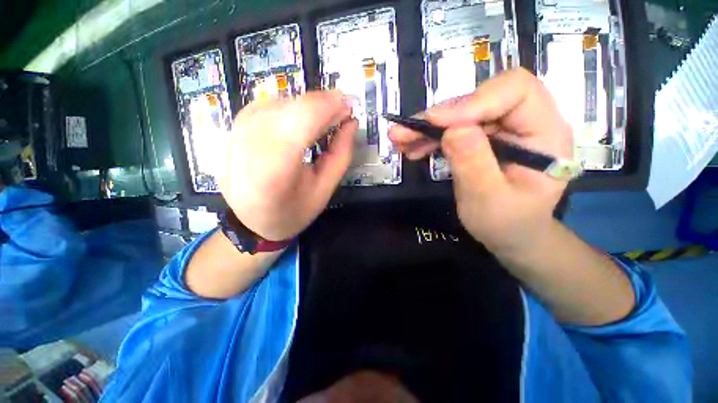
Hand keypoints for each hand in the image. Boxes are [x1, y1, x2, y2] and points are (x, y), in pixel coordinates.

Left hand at [216, 91, 357, 240]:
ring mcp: (239, 129)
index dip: (331, 106)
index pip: (304, 119)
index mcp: (274, 169)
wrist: (249, 219)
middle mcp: (251, 142)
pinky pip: (273, 103)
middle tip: (342, 114)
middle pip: (295, 106)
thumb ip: (340, 154)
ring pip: (284, 101)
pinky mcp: (237, 125)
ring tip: (324, 123)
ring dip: (310, 107)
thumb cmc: (292, 211)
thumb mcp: (324, 190)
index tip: (352, 106)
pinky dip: (293, 108)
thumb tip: (351, 121)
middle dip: (324, 105)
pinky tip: (302, 123)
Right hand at [389, 68, 573, 252]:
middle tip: (402, 133)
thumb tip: (453, 129)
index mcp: (545, 134)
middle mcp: (525, 122)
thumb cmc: (507, 223)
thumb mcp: (490, 201)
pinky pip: (454, 129)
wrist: (510, 233)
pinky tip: (413, 148)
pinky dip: (430, 137)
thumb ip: (475, 165)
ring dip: (427, 127)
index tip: (435, 123)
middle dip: (438, 117)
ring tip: (400, 141)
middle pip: (480, 99)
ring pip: (461, 113)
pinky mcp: (483, 138)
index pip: (515, 92)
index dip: (473, 101)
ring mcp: (502, 129)